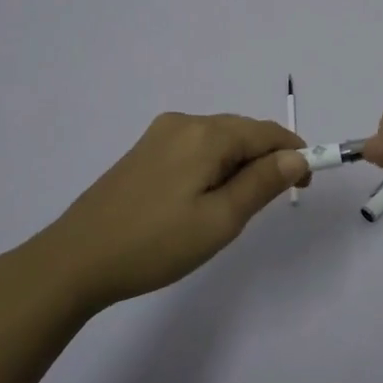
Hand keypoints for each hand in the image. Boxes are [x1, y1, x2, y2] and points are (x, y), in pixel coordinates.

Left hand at [28, 112, 308, 310]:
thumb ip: (262, 183)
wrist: (76, 260)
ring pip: (218, 141)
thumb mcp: (220, 220)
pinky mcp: (143, 151)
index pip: (266, 132)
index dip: (294, 153)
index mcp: (206, 134)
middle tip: (270, 204)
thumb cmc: (156, 244)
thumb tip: (297, 156)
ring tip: (233, 209)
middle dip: (265, 160)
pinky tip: (202, 200)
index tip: (306, 185)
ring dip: (238, 165)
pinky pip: (195, 149)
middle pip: (242, 132)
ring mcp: (159, 135)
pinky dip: (213, 167)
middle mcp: (184, 123)